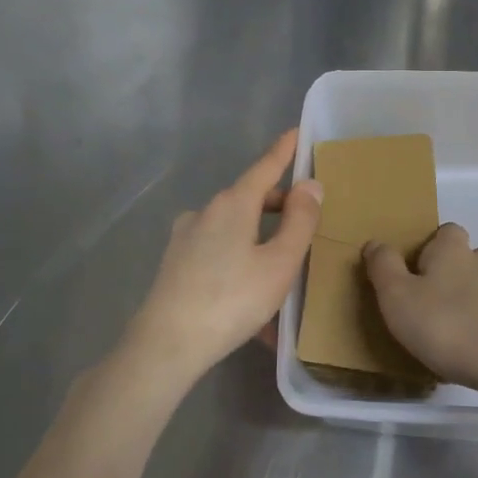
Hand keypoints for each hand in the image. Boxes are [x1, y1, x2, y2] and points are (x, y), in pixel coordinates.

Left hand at [127, 130, 322, 378]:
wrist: (167, 345)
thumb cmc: (232, 299)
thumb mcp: (280, 263)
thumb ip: (300, 221)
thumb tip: (310, 185)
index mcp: (232, 204)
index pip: (265, 167)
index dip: (284, 151)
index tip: (296, 132)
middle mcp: (206, 212)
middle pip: (250, 199)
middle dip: (279, 206)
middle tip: (307, 223)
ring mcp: (186, 238)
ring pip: (235, 228)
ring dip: (261, 240)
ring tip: (284, 272)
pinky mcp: (176, 264)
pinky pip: (219, 252)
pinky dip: (242, 261)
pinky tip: (254, 296)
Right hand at [363, 223, 477, 394]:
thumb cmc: (448, 326)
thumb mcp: (398, 297)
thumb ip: (384, 267)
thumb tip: (375, 242)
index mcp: (452, 249)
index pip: (444, 231)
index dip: (428, 247)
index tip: (412, 272)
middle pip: (466, 257)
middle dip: (449, 274)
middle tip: (426, 302)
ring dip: (466, 301)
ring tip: (446, 329)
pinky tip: (469, 350)